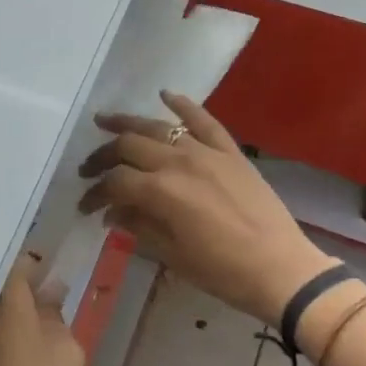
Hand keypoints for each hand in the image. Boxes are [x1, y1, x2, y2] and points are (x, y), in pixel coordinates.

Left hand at [0, 254, 85, 365]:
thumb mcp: (66, 349)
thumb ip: (55, 312)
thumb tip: (47, 293)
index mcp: (2, 294)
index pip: (18, 260)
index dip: (35, 266)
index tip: (48, 278)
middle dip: (13, 286)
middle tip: (38, 300)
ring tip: (21, 324)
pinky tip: (2, 348)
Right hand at [78, 91, 338, 327]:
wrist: (279, 268)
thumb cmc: (221, 271)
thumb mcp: (172, 254)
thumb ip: (139, 226)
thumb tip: (112, 212)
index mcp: (160, 192)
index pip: (115, 182)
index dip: (95, 193)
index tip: (85, 207)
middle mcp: (178, 161)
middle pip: (128, 146)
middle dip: (102, 157)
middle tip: (88, 169)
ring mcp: (206, 151)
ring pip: (158, 127)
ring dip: (128, 123)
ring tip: (105, 121)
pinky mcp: (230, 150)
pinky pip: (203, 119)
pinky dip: (183, 104)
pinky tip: (165, 94)